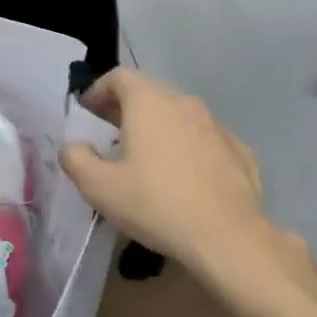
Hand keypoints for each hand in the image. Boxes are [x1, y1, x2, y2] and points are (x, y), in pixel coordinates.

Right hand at [60, 69, 294, 275]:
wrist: (227, 238)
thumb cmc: (155, 205)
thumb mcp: (98, 187)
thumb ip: (76, 158)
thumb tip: (75, 146)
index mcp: (150, 103)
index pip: (119, 77)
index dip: (98, 90)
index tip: (88, 113)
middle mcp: (185, 104)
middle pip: (151, 94)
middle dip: (127, 110)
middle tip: (111, 138)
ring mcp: (217, 127)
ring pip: (180, 117)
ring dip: (160, 130)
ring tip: (147, 161)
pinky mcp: (240, 152)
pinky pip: (205, 141)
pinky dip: (188, 149)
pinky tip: (184, 179)